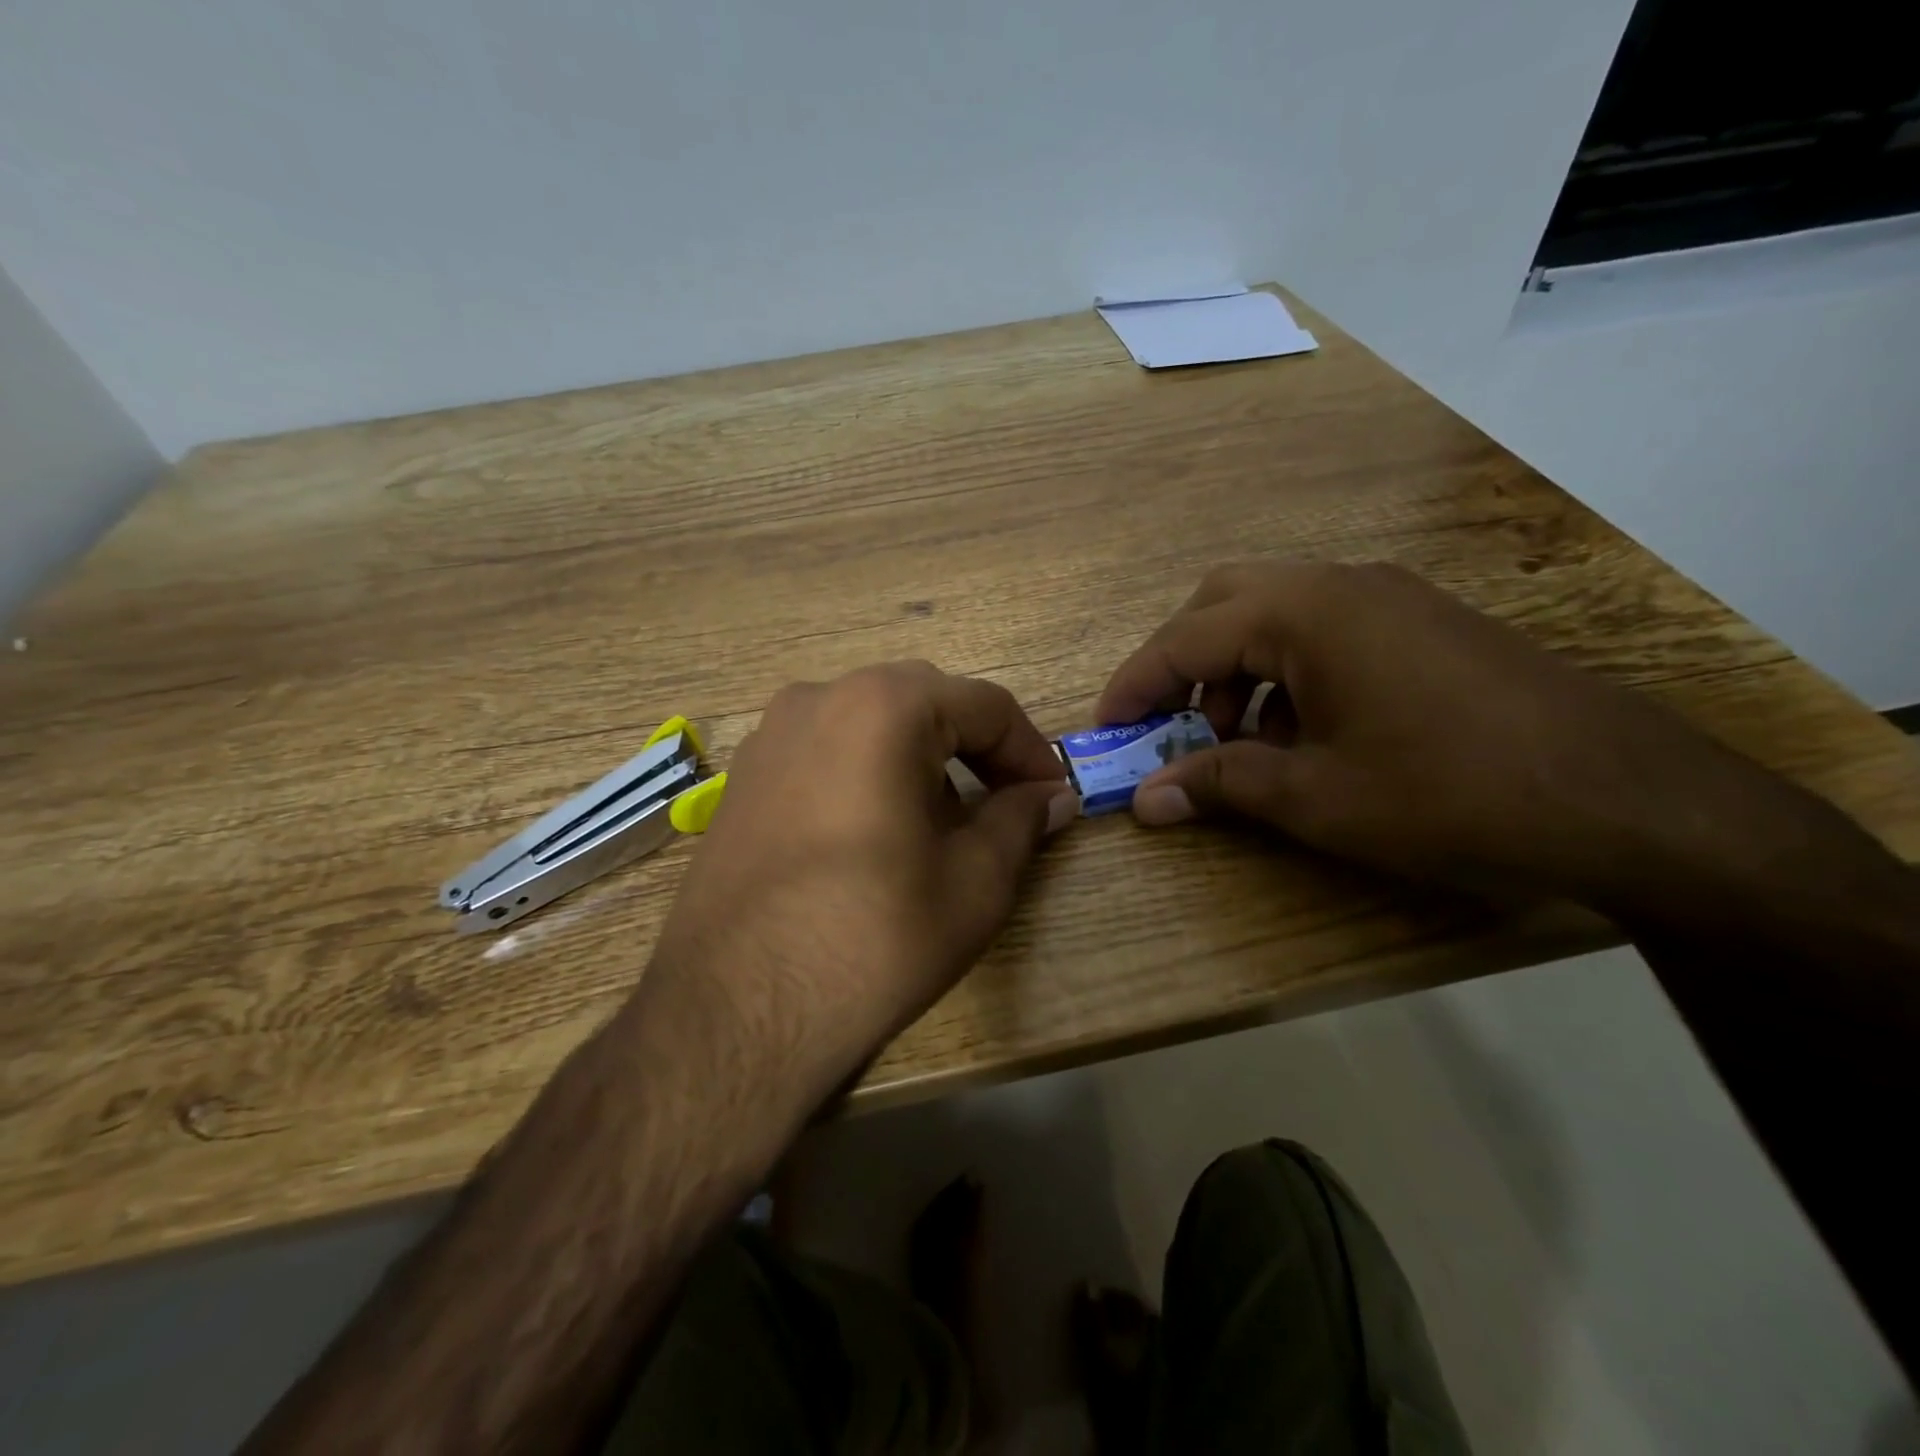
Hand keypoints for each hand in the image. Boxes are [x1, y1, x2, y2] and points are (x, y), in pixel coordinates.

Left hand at [651, 662, 1076, 1091]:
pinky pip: (826, 750)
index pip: (985, 705)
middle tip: (1006, 805)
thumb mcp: (974, 882)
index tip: (1054, 798)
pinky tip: (877, 834)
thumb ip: (1020, 821)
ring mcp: (770, 734)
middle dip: (976, 749)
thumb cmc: (873, 938)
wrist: (734, 1013)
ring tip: (942, 825)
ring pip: (872, 722)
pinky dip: (869, 772)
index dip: (1031, 751)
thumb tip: (1050, 796)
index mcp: (884, 706)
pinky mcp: (743, 777)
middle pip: (926, 702)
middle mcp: (820, 697)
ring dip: (922, 759)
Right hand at [1096, 561, 1805, 906]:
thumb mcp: (1316, 798)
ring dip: (1235, 669)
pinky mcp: (1423, 624)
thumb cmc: (1449, 793)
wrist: (1629, 800)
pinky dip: (1287, 673)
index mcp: (1305, 612)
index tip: (1105, 730)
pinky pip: (1324, 631)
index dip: (1134, 685)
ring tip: (1239, 740)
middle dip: (1181, 663)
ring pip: (1274, 613)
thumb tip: (1146, 799)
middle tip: (1169, 723)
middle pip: (1223, 602)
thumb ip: (1220, 784)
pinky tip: (1303, 733)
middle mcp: (1341, 584)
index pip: (1184, 636)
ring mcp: (1389, 598)